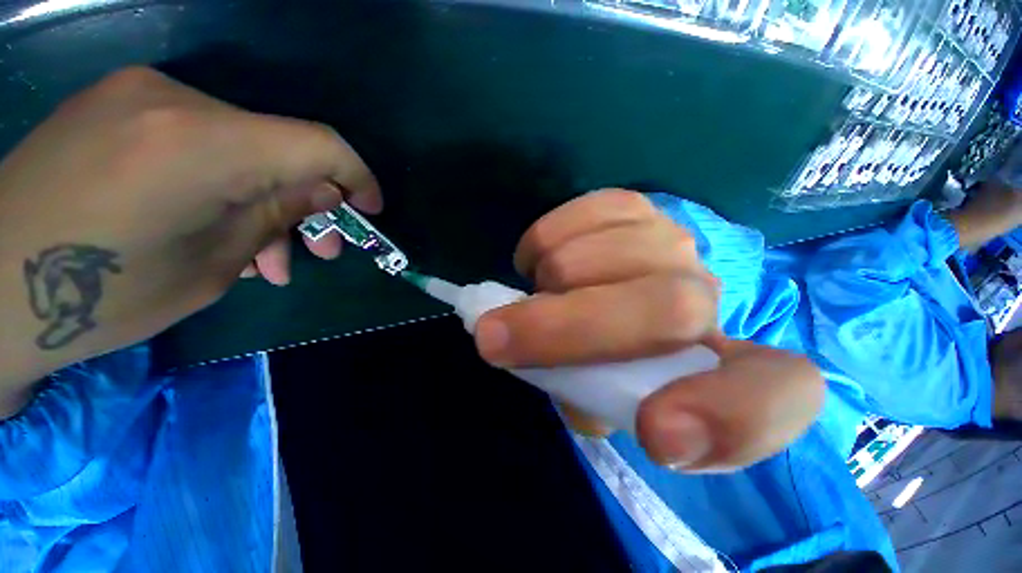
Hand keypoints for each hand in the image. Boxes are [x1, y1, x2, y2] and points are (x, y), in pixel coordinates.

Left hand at [0, 67, 378, 411]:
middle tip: (316, 250)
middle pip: (279, 145)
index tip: (370, 209)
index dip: (357, 177)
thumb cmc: (97, 297)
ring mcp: (140, 94)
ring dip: (265, 198)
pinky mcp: (118, 104)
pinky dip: (225, 182)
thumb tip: (323, 194)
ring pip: (241, 146)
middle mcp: (174, 99)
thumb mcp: (212, 268)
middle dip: (309, 200)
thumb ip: (275, 216)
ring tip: (265, 255)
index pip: (317, 144)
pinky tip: (218, 223)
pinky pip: (201, 139)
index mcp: (200, 144)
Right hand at [474, 190, 823, 471]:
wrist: (607, 294)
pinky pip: (573, 220)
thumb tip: (570, 385)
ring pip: (592, 259)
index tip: (657, 434)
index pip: (776, 395)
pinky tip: (544, 263)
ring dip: (545, 285)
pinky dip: (540, 244)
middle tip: (494, 339)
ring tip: (541, 294)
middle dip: (563, 330)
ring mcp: (669, 240)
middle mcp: (709, 297)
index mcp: (723, 370)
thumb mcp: (602, 403)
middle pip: (667, 310)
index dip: (726, 419)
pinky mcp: (631, 206)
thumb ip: (594, 404)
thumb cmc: (605, 358)